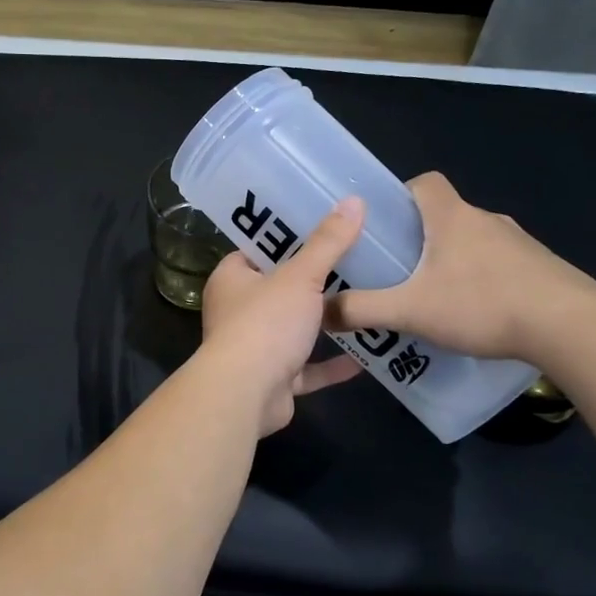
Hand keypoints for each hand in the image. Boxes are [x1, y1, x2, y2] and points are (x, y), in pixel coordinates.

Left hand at [198, 197, 365, 435]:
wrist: (246, 394)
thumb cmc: (265, 323)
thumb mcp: (300, 276)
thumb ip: (328, 243)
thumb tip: (355, 201)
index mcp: (231, 279)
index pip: (257, 250)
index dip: (286, 238)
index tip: (323, 225)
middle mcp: (237, 311)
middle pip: (279, 289)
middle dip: (312, 281)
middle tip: (356, 261)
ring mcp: (254, 347)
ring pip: (293, 330)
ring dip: (323, 324)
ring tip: (364, 303)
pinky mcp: (273, 379)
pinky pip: (306, 368)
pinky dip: (330, 365)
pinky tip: (364, 357)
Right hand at [328, 172, 595, 363]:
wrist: (572, 327)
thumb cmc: (482, 303)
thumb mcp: (410, 310)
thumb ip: (361, 309)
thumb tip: (319, 311)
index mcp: (452, 217)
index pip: (425, 182)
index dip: (401, 195)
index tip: (385, 224)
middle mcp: (487, 220)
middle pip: (446, 215)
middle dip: (420, 238)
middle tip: (397, 270)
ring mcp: (519, 244)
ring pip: (474, 242)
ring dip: (453, 261)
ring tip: (433, 298)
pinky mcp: (541, 269)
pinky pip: (500, 265)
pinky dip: (482, 281)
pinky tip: (475, 314)